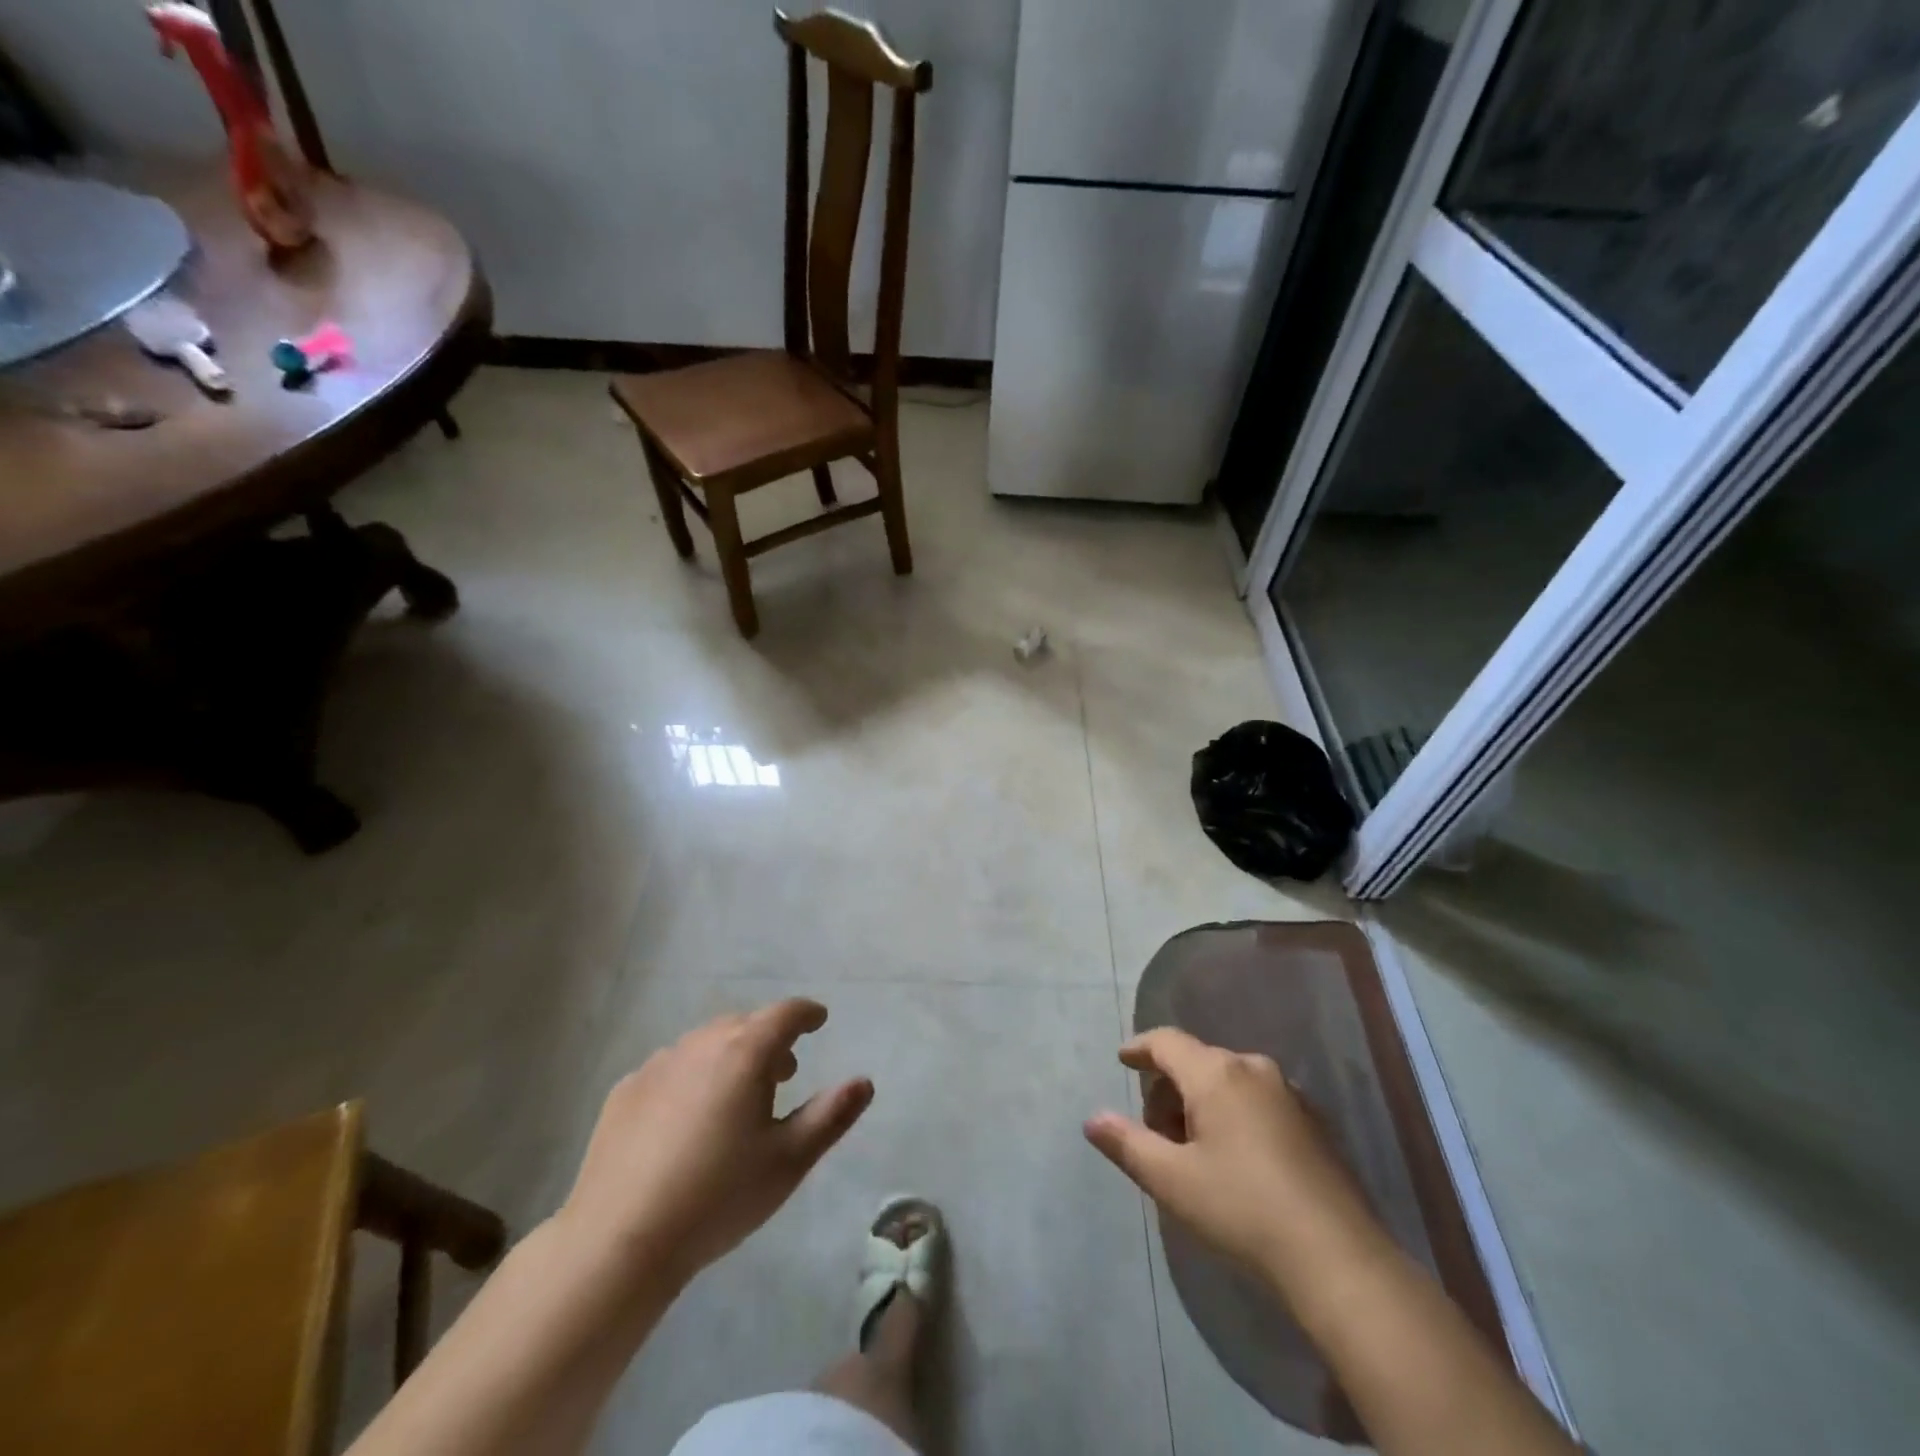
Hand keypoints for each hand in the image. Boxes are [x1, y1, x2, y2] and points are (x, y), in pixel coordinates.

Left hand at [561, 998, 872, 1287]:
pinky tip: (686, 1119)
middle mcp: (701, 1044)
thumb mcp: (788, 1161)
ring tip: (736, 1097)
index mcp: (745, 1052)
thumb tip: (864, 1081)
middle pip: (744, 1025)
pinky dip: (691, 1077)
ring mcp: (658, 1064)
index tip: (818, 1020)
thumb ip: (831, 1115)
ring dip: (729, 1056)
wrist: (618, 1241)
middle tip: (783, 1074)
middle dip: (769, 1040)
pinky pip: (671, 1068)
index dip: (806, 1013)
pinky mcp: (625, 1090)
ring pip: (706, 1044)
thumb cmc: (717, 1198)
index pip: (785, 1014)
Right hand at [1084, 1027, 1379, 1288]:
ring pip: (1228, 1082)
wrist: (1338, 1258)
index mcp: (1217, 1073)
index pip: (1167, 1042)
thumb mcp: (1172, 1180)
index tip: (1123, 1059)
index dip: (1140, 1048)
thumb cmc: (1242, 1209)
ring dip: (1201, 1104)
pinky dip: (1233, 1115)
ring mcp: (1290, 1095)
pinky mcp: (1314, 1123)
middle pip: (1197, 1062)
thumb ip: (1127, 1143)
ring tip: (1192, 1152)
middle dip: (1169, 1089)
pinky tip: (1234, 1160)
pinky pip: (1257, 1101)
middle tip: (1156, 1134)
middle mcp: (1253, 1069)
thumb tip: (1092, 1119)